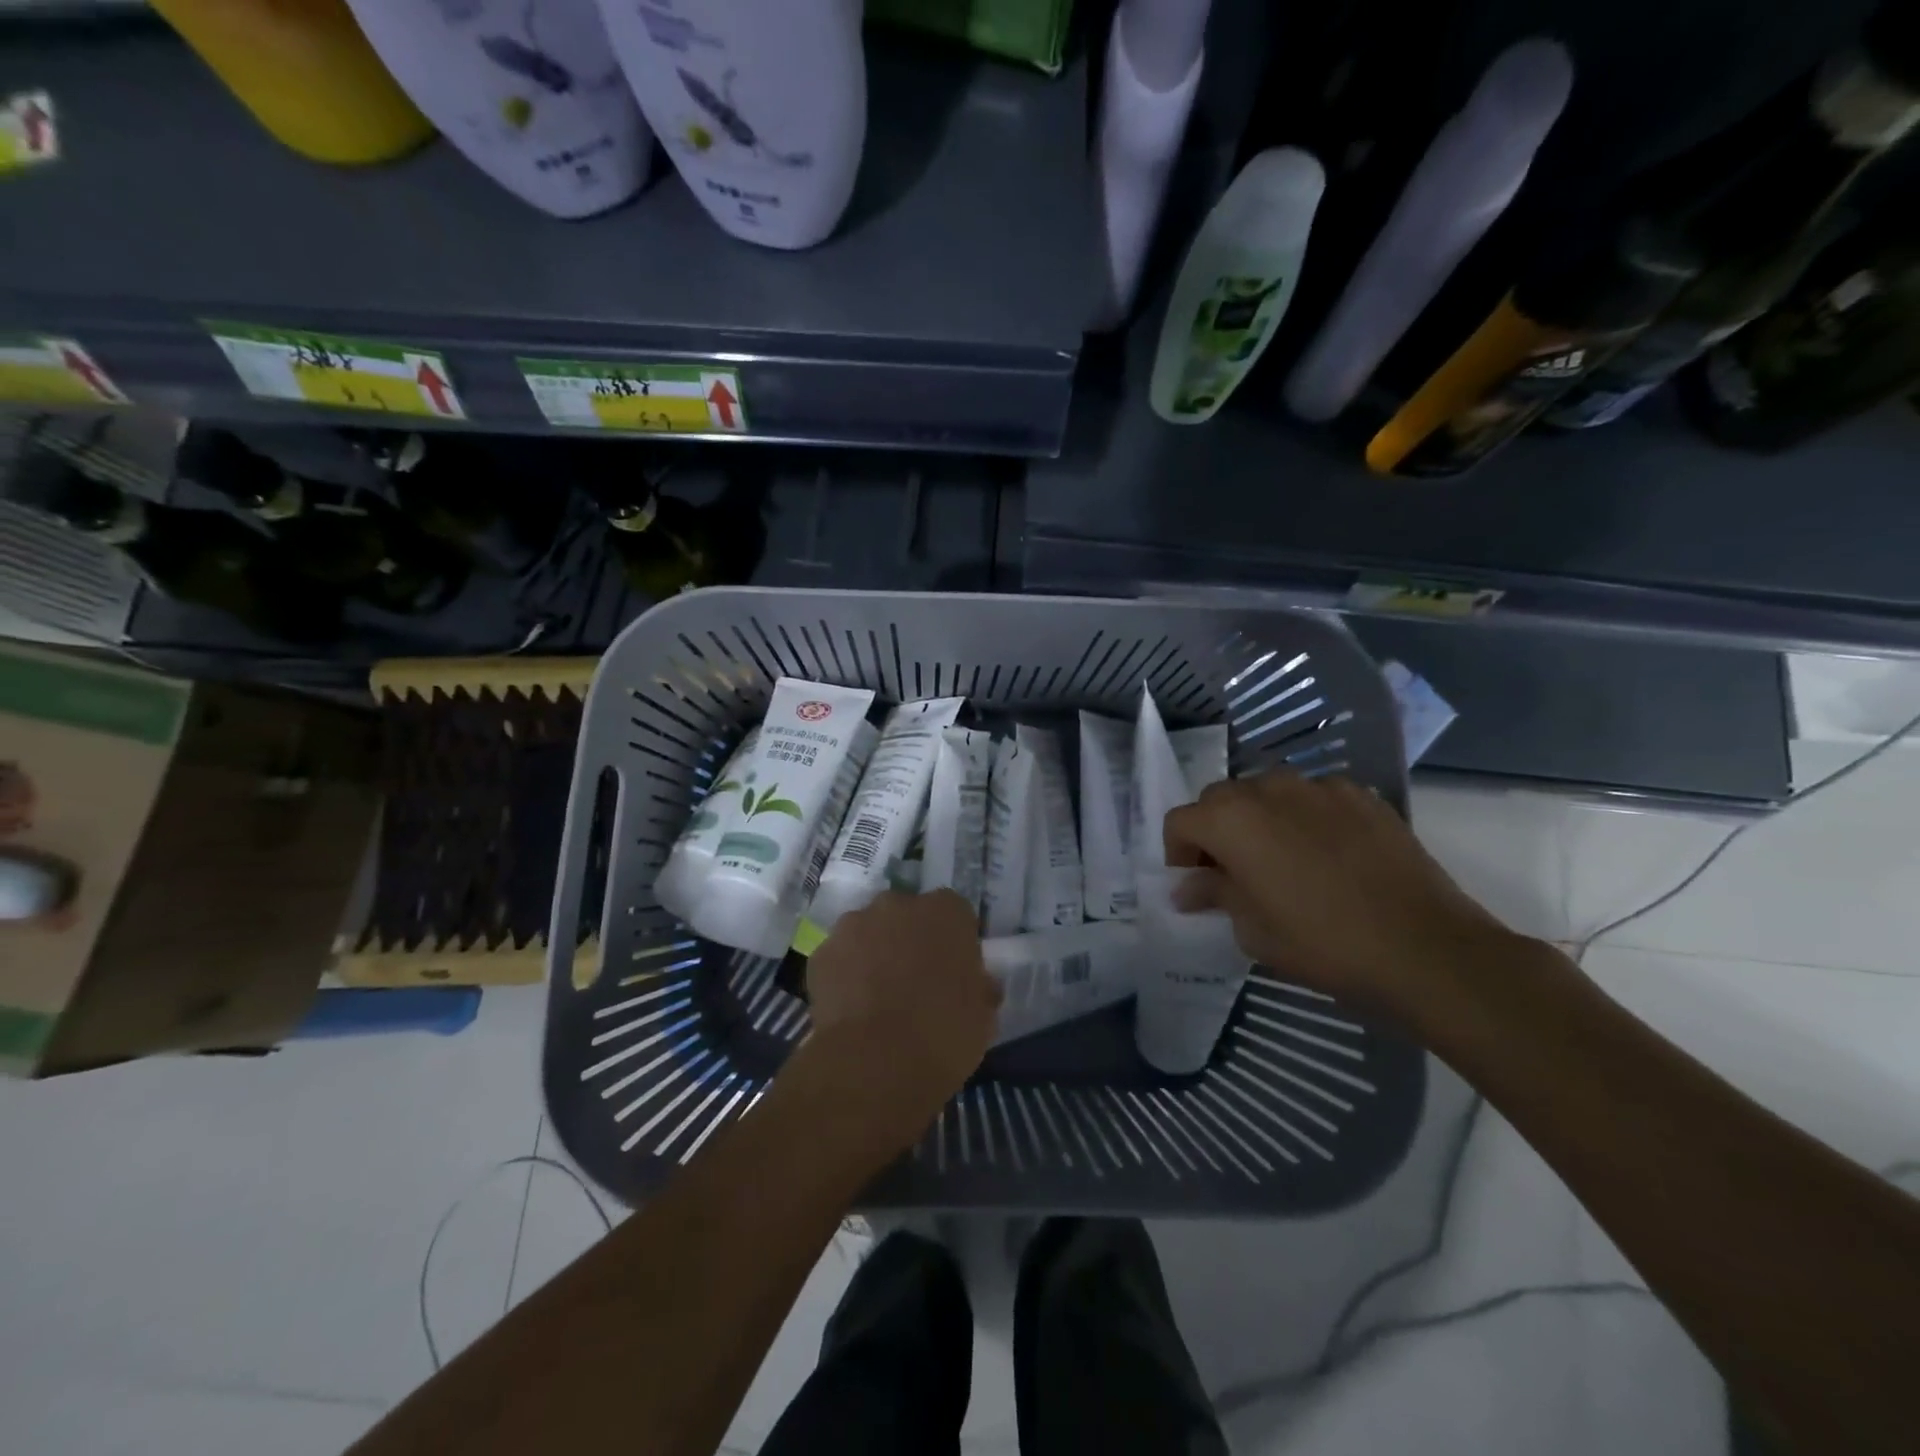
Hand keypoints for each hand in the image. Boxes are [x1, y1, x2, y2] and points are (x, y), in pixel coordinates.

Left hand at [802, 890, 1000, 1148]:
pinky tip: (851, 1009)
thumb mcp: (983, 1015)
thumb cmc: (943, 1034)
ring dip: (874, 953)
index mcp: (946, 912)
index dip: (952, 941)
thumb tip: (977, 984)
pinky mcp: (822, 952)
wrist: (875, 1064)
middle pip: (907, 915)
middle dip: (909, 940)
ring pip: (868, 932)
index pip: (954, 913)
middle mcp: (899, 904)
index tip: (953, 971)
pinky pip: (839, 958)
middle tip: (914, 982)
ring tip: (877, 998)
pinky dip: (844, 975)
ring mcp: (854, 924)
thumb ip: (979, 987)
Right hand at [1162, 772, 1528, 1024]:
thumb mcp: (1253, 931)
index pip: (1180, 821)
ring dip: (1260, 820)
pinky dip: (1306, 818)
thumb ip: (1215, 895)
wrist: (1426, 949)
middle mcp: (1269, 789)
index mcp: (1232, 820)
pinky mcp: (1362, 796)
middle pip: (1220, 799)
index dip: (1178, 853)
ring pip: (1268, 793)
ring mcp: (1319, 788)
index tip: (1196, 885)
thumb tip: (1189, 887)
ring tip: (1283, 862)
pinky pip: (1315, 798)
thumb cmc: (1323, 944)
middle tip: (1233, 873)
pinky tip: (1328, 856)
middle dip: (1215, 831)